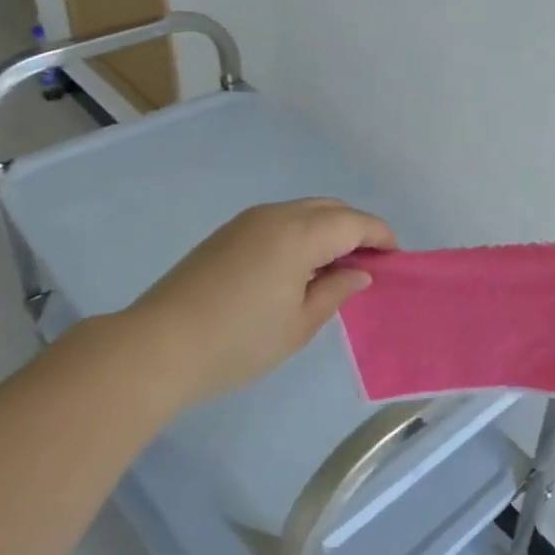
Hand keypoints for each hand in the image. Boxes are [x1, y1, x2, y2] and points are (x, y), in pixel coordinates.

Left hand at [128, 198, 396, 411]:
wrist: (158, 346)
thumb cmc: (239, 341)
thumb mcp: (299, 324)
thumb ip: (335, 291)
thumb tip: (359, 272)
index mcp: (299, 234)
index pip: (355, 223)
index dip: (381, 237)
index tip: (396, 260)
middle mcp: (275, 215)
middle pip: (331, 208)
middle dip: (356, 229)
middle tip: (369, 265)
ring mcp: (247, 221)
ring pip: (304, 211)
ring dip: (328, 230)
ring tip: (335, 268)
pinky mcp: (228, 233)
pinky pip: (280, 221)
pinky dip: (302, 234)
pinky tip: (299, 267)